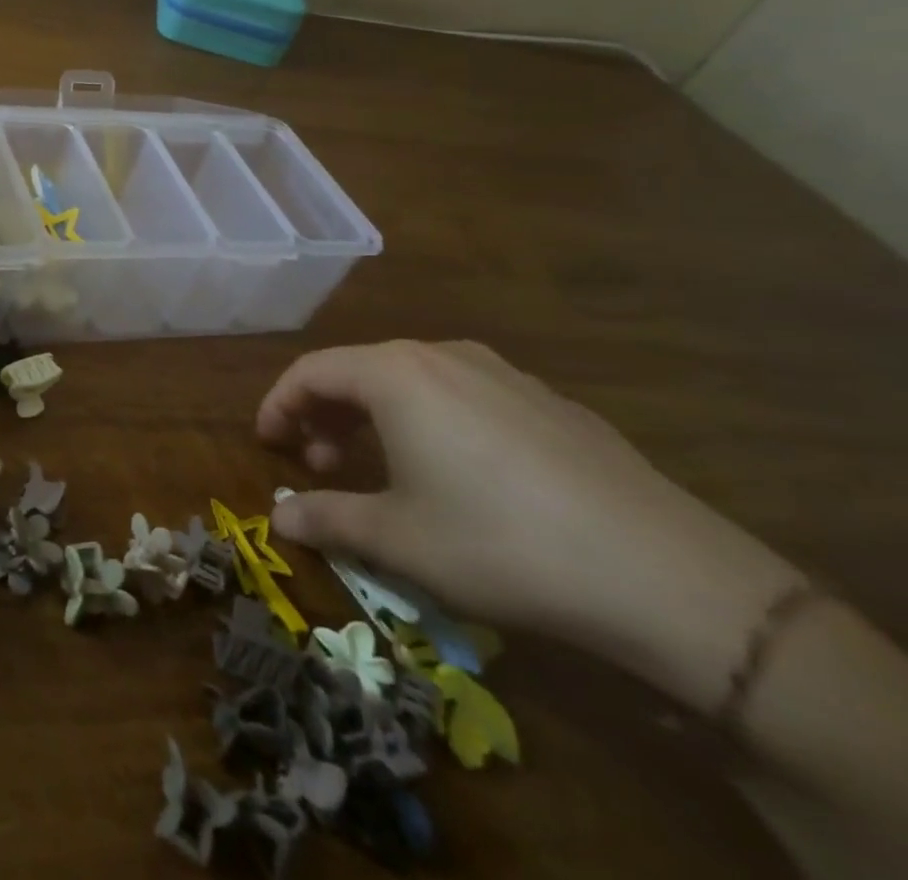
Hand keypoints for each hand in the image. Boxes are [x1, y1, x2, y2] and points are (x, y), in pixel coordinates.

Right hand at [258, 340, 800, 709]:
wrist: (669, 579)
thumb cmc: (501, 545)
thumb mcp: (398, 539)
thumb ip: (327, 519)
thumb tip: (277, 518)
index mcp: (396, 374)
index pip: (310, 371)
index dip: (278, 405)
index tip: (266, 444)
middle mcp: (444, 356)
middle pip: (359, 370)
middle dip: (326, 414)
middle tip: (320, 464)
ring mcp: (505, 375)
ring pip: (413, 381)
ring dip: (376, 417)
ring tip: (381, 468)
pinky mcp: (551, 403)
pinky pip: (465, 396)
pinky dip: (431, 421)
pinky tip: (456, 474)